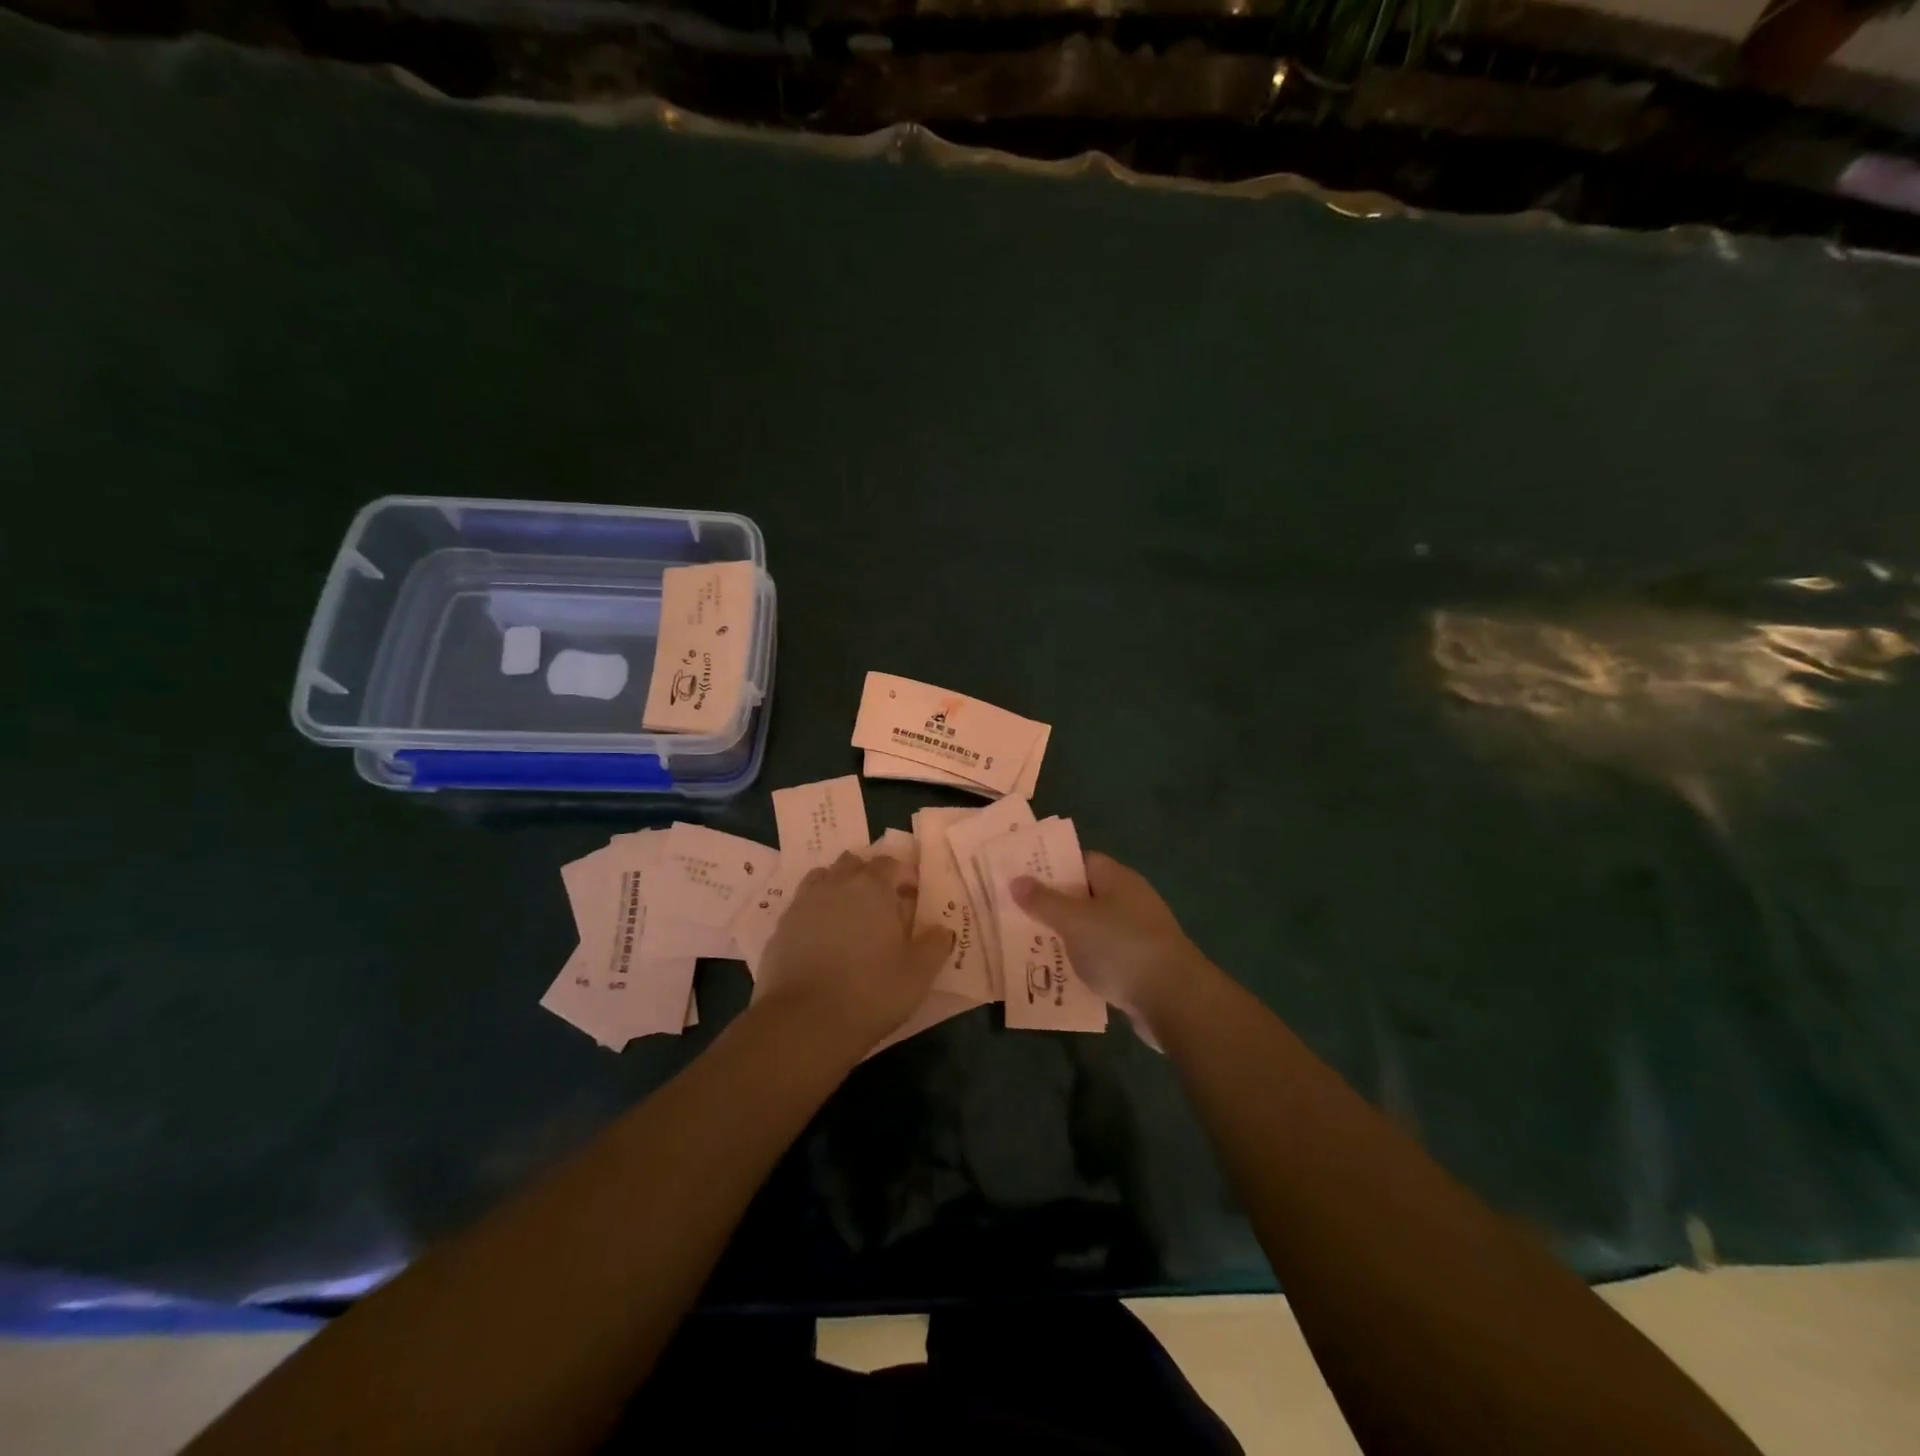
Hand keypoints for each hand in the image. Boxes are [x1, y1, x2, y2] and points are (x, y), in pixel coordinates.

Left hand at [754, 852, 952, 1052]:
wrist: (804, 1022)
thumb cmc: (871, 992)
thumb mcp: (918, 974)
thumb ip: (935, 945)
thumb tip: (942, 930)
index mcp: (873, 886)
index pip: (891, 863)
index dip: (904, 876)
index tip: (913, 897)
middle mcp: (836, 884)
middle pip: (854, 864)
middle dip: (870, 877)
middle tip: (883, 907)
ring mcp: (803, 903)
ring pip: (824, 879)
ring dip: (839, 888)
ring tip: (850, 918)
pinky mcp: (780, 927)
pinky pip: (803, 906)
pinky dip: (816, 912)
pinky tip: (823, 940)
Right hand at [1012, 852, 1212, 1037]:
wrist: (1174, 999)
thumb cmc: (1120, 948)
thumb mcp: (1074, 921)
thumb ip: (1043, 901)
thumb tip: (1016, 879)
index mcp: (1117, 879)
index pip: (1080, 861)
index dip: (1050, 867)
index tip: (1020, 878)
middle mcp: (1130, 900)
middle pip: (1084, 895)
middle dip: (1052, 906)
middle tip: (1016, 914)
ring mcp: (1137, 933)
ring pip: (1092, 928)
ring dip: (1066, 937)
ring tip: (1029, 946)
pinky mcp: (1140, 965)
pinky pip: (1103, 957)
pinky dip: (1083, 963)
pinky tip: (1059, 975)